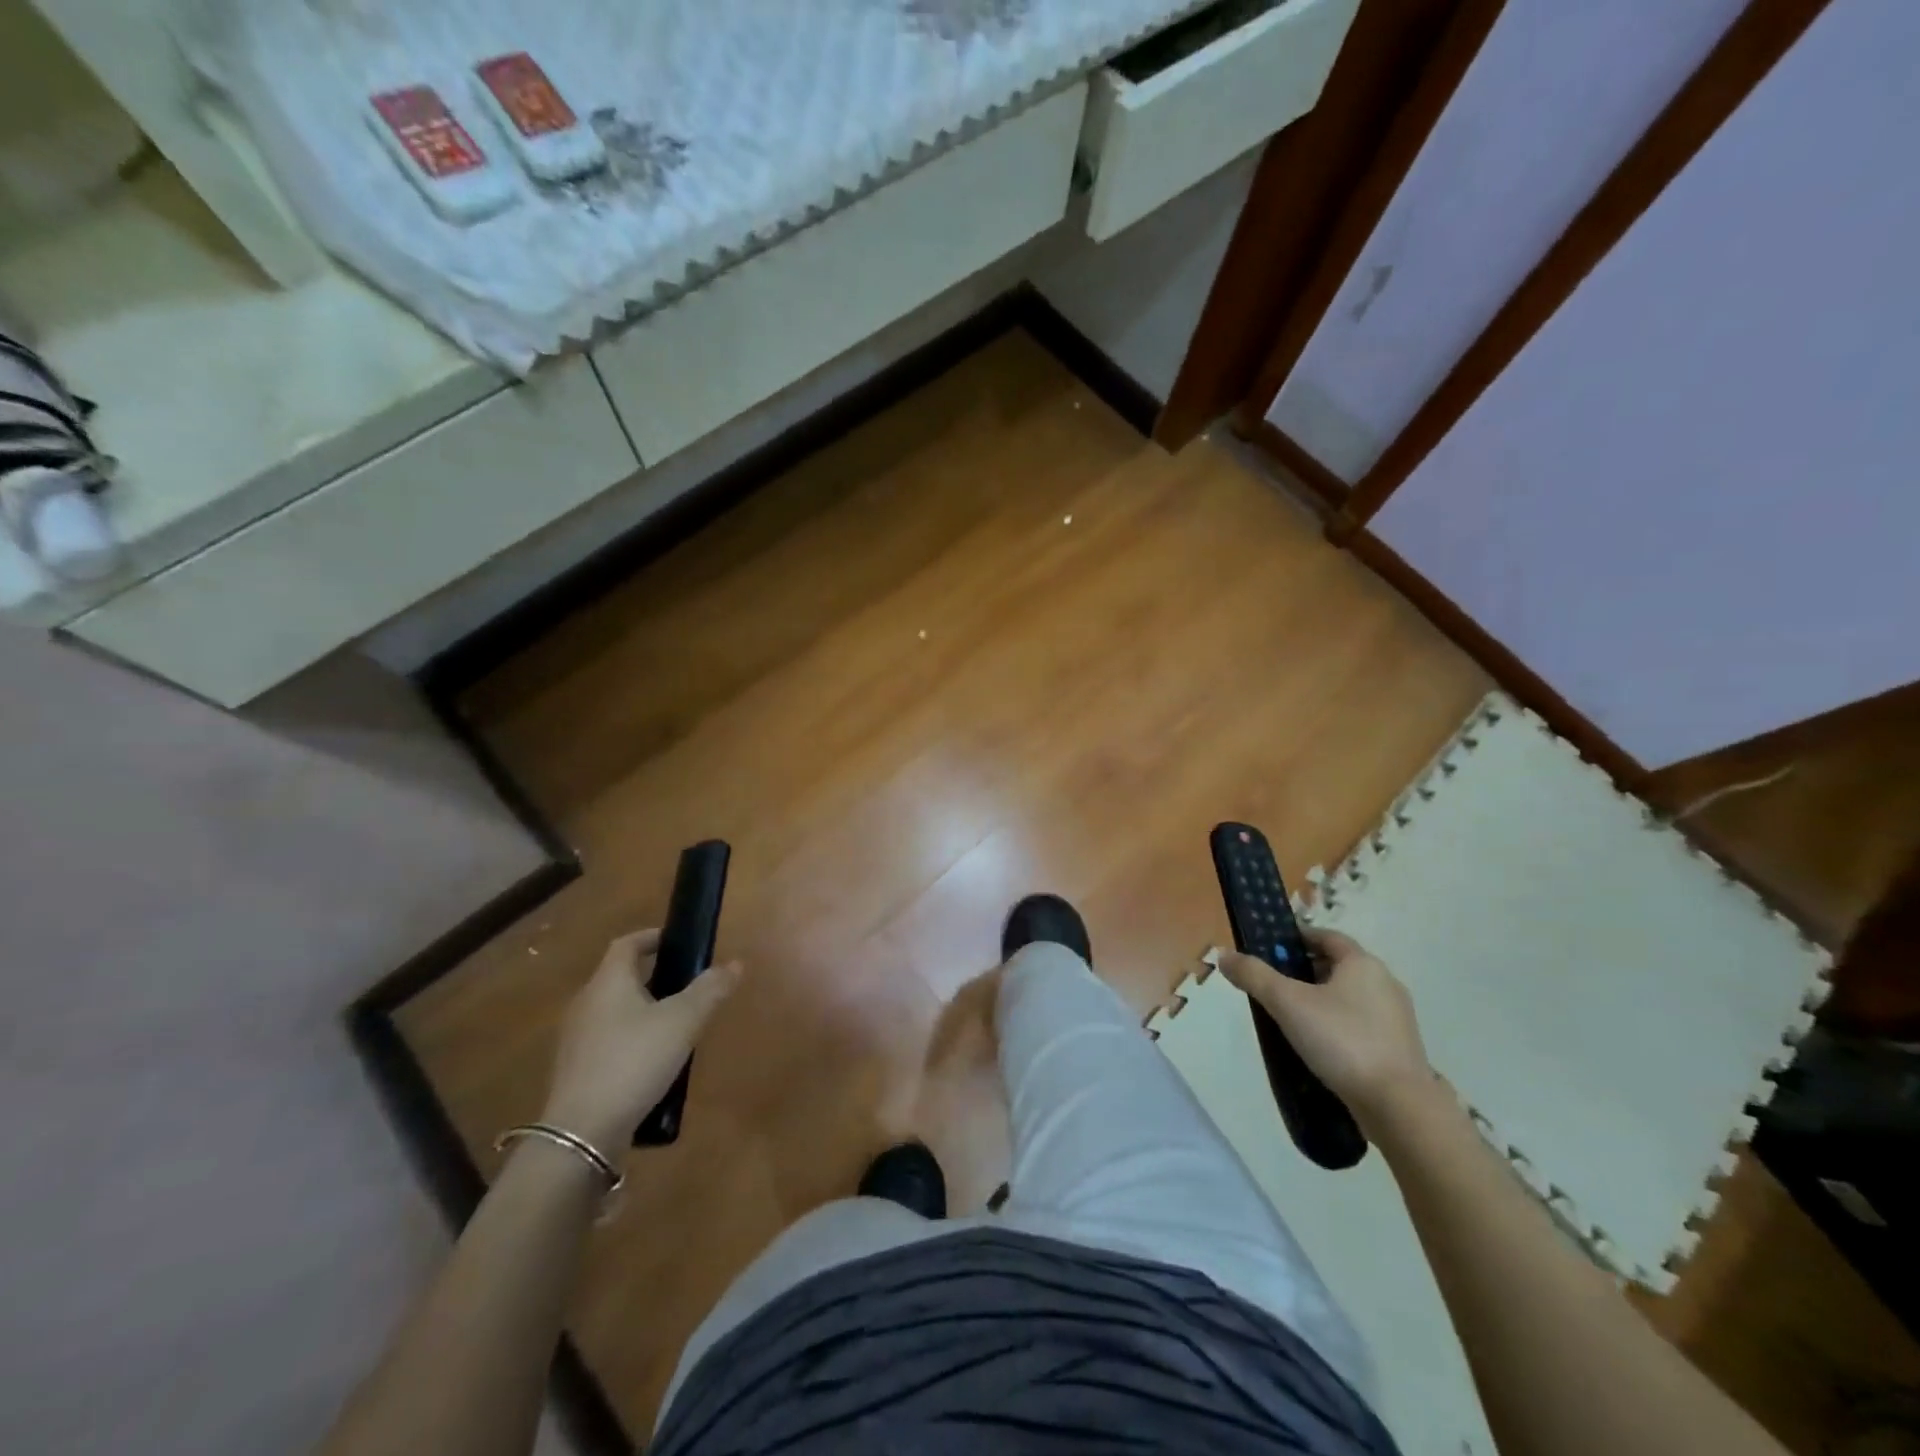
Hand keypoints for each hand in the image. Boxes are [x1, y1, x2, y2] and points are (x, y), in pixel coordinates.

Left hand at [540, 929, 742, 1153]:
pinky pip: (608, 1040)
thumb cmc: (634, 1060)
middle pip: (619, 977)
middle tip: (686, 984)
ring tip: (676, 1024)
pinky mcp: (576, 1071)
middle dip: (652, 976)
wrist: (582, 1132)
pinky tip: (653, 1061)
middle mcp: (586, 1003)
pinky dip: (631, 1039)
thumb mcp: (683, 1022)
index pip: (626, 944)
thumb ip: (710, 990)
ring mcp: (577, 1039)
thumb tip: (735, 963)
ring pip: (614, 1010)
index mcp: (608, 982)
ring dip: (643, 1009)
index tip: (676, 942)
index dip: (651, 937)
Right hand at [1216, 928, 1433, 1136]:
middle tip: (1274, 984)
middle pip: (1338, 965)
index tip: (1271, 949)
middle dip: (1305, 970)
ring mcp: (1396, 1017)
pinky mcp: (1399, 1048)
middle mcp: (1385, 983)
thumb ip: (1254, 976)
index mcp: (1362, 963)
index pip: (1327, 937)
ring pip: (1350, 996)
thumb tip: (1223, 955)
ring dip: (1321, 999)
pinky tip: (1319, 1044)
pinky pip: (1361, 1023)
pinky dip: (1338, 1024)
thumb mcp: (1287, 1003)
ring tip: (1291, 1017)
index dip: (1298, 938)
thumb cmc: (1342, 1040)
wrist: (1399, 1106)